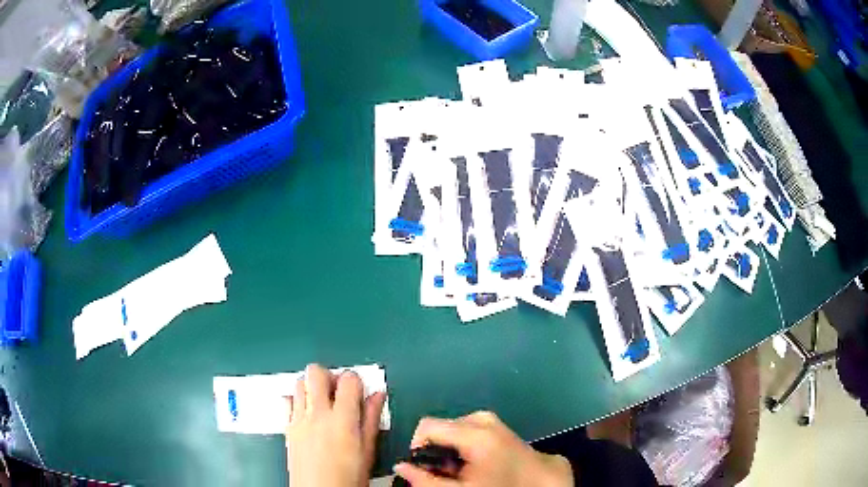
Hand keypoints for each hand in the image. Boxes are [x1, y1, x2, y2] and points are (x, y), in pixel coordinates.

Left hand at [285, 364, 386, 486]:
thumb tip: (377, 396)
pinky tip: (308, 413)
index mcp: (342, 420)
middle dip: (329, 376)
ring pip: (299, 382)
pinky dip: (297, 399)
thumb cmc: (348, 479)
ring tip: (324, 402)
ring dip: (312, 386)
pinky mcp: (287, 427)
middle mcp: (317, 414)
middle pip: (316, 372)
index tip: (359, 391)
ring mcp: (298, 419)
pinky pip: (287, 400)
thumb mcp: (368, 451)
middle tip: (338, 392)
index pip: (348, 379)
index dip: (356, 380)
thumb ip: (371, 419)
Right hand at [394, 411, 572, 486]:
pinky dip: (464, 448)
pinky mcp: (499, 427)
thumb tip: (399, 468)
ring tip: (462, 473)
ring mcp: (493, 421)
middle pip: (441, 428)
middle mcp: (483, 418)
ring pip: (455, 431)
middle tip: (444, 475)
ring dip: (450, 451)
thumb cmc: (502, 486)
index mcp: (474, 430)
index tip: (423, 468)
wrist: (544, 483)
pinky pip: (470, 432)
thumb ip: (425, 480)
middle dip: (436, 451)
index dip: (417, 447)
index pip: (427, 425)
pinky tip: (475, 465)